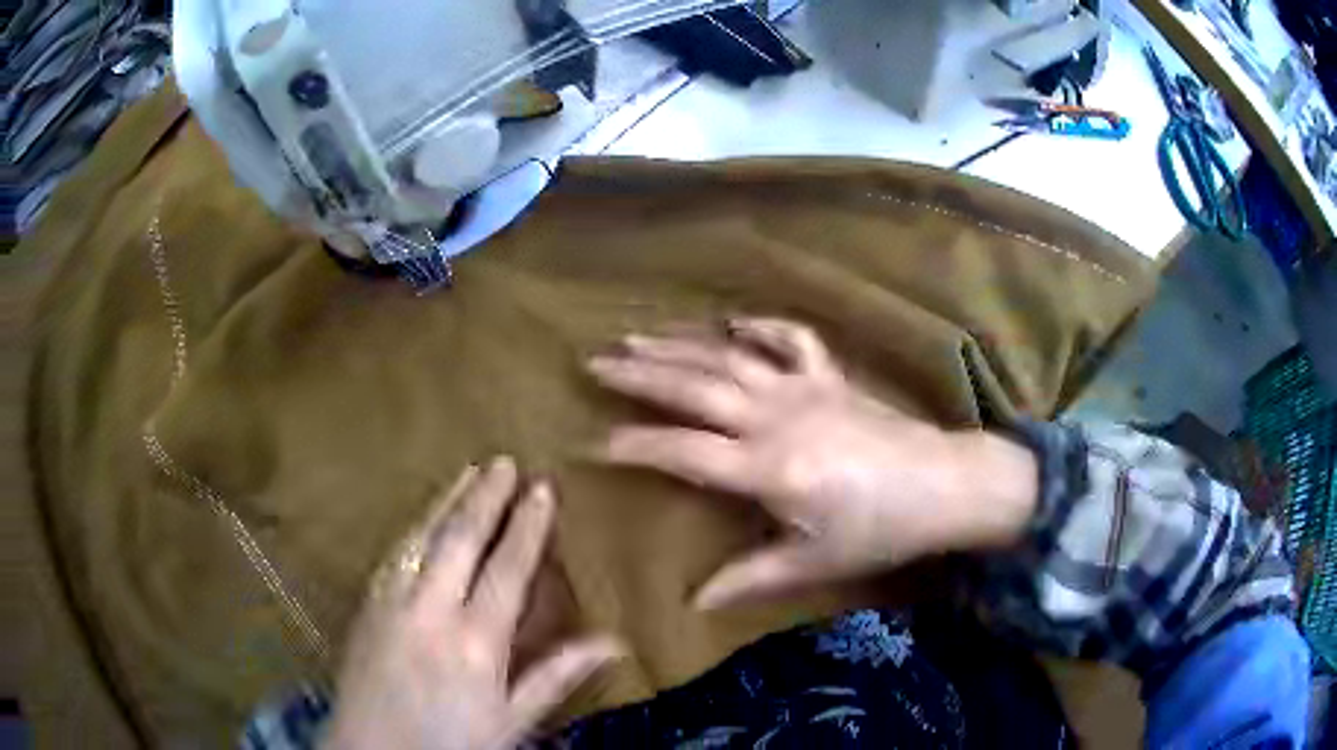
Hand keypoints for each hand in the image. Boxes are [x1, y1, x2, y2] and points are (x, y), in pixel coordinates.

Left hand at [323, 458, 621, 749]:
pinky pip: (394, 555)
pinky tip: (422, 520)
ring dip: (446, 502)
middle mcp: (431, 611)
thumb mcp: (511, 720)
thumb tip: (614, 644)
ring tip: (467, 472)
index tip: (541, 488)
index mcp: (475, 642)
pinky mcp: (367, 606)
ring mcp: (392, 603)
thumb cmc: (450, 741)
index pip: (506, 569)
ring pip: (422, 538)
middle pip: (459, 540)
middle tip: (503, 461)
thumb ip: (556, 676)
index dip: (526, 527)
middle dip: (484, 498)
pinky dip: (414, 528)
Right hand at [587, 318, 1037, 609]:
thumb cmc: (880, 530)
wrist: (945, 485)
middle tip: (595, 362)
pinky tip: (732, 321)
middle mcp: (776, 417)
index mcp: (767, 468)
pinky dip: (760, 326)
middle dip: (639, 375)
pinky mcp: (830, 377)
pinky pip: (791, 339)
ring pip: (729, 358)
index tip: (590, 442)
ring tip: (637, 336)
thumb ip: (749, 579)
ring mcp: (805, 388)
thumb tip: (694, 604)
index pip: (681, 452)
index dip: (631, 445)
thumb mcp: (813, 562)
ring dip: (680, 345)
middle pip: (694, 389)